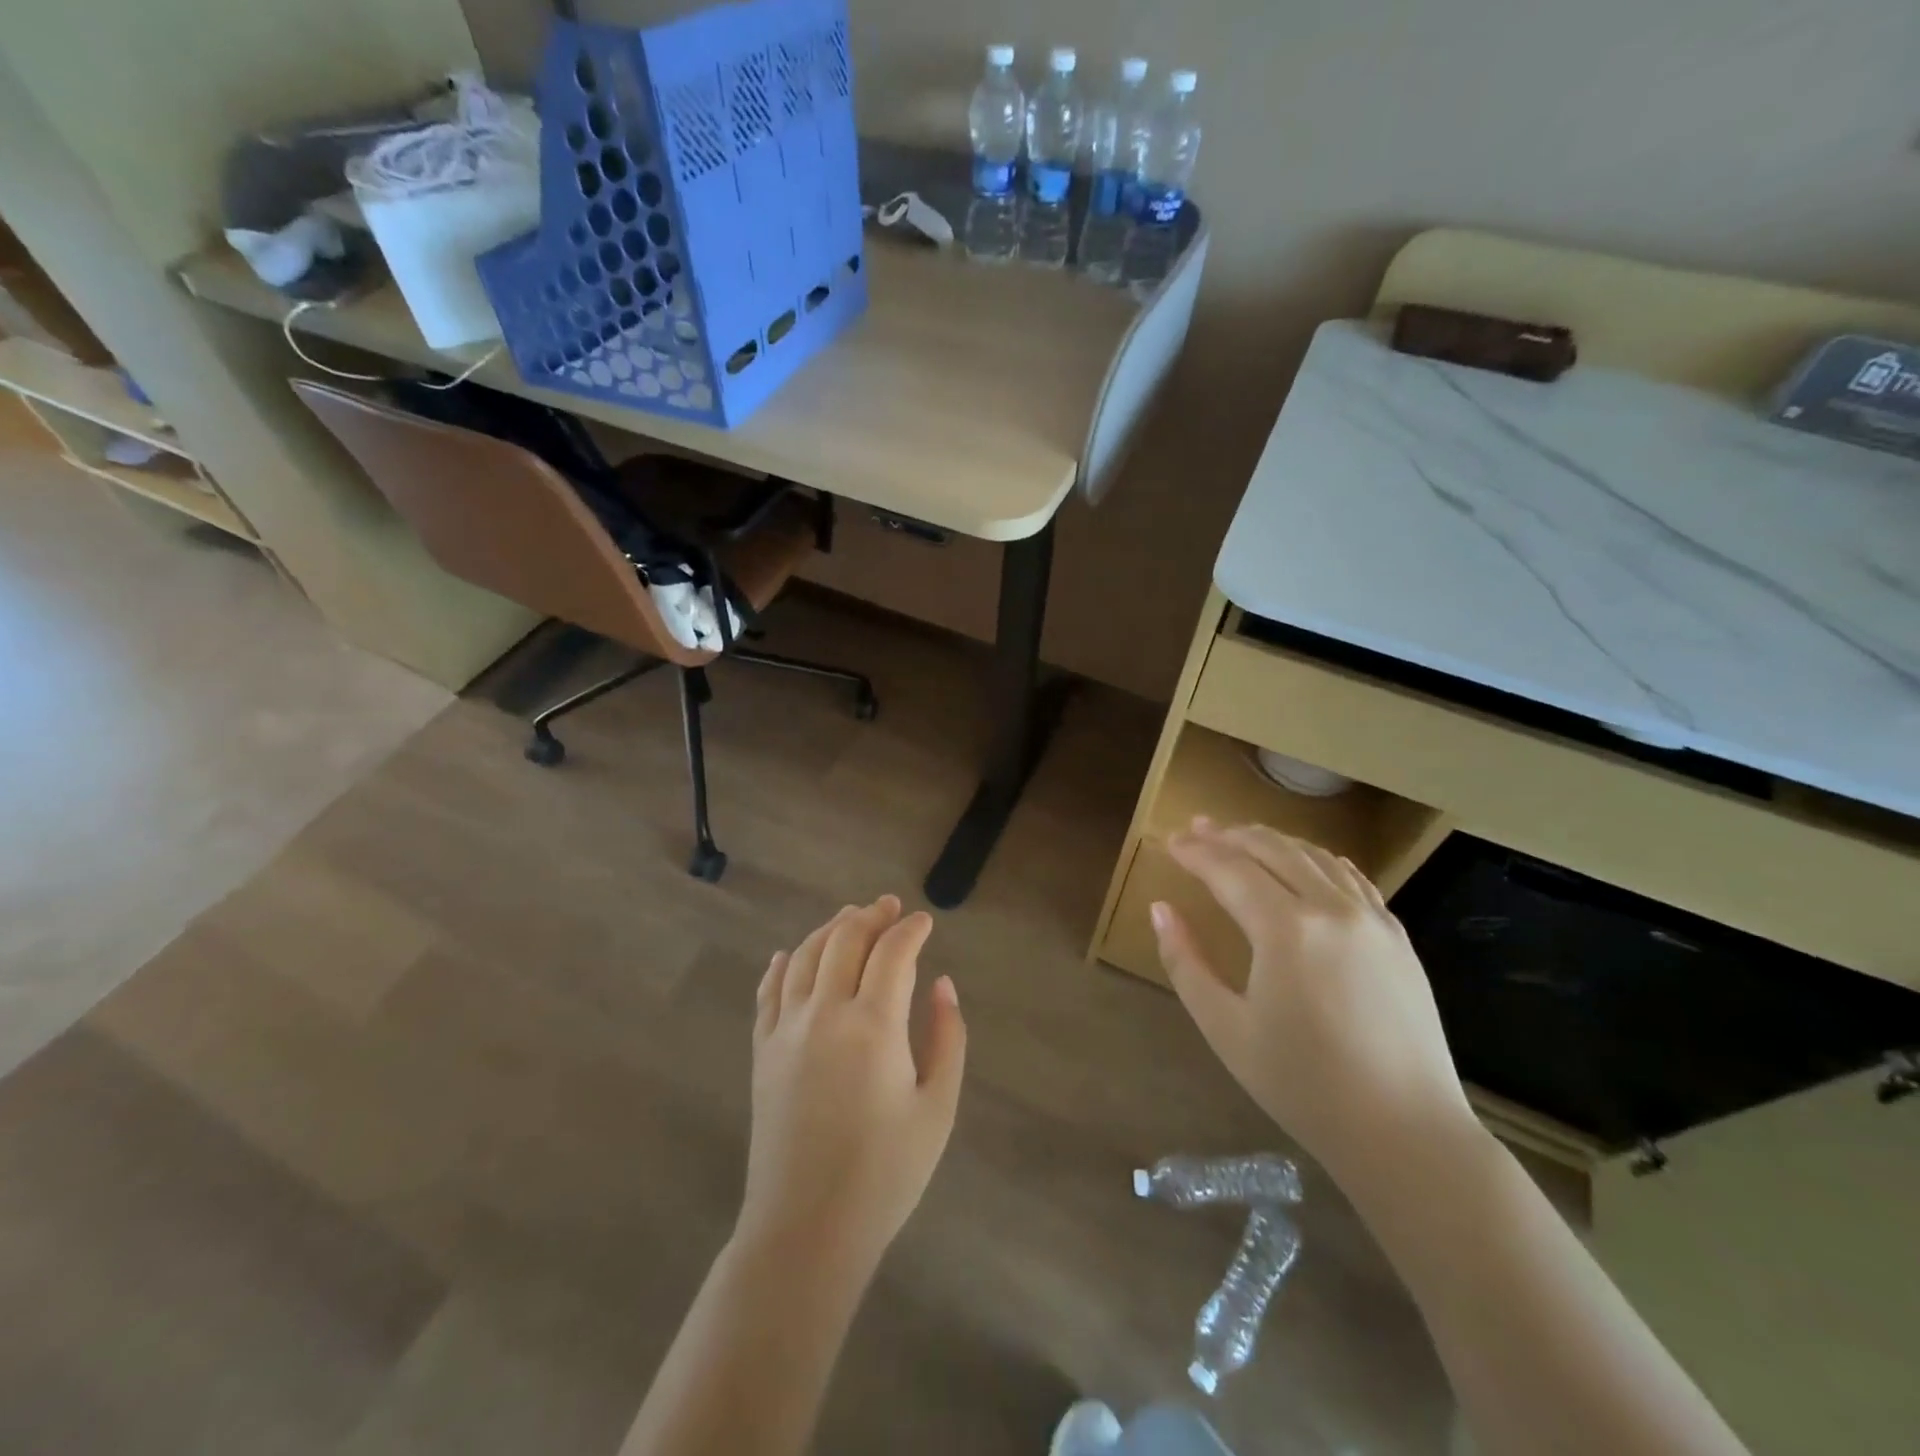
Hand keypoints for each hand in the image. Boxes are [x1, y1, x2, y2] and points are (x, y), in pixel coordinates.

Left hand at [738, 896, 966, 1275]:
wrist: (806, 1229)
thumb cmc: (885, 1174)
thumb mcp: (938, 1107)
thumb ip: (948, 1038)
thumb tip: (942, 984)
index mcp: (874, 1025)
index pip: (892, 951)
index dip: (910, 929)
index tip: (924, 922)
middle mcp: (825, 1013)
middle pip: (845, 939)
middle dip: (871, 915)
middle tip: (890, 907)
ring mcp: (786, 1029)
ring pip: (806, 955)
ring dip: (831, 928)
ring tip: (851, 918)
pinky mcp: (762, 1050)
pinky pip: (769, 990)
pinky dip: (783, 964)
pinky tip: (791, 955)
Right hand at [1152, 819, 1471, 1179]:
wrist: (1407, 1133)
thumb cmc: (1303, 1085)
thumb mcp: (1225, 1028)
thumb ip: (1185, 962)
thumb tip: (1161, 909)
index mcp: (1286, 930)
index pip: (1230, 869)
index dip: (1195, 852)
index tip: (1168, 842)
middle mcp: (1332, 909)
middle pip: (1273, 849)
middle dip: (1229, 835)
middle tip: (1196, 827)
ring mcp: (1372, 920)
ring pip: (1314, 856)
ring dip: (1272, 840)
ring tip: (1240, 836)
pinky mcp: (1397, 938)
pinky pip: (1352, 879)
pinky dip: (1318, 860)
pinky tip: (1306, 862)